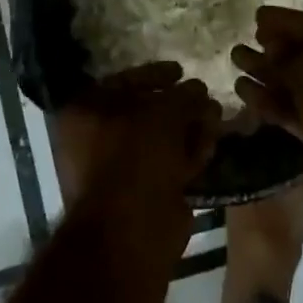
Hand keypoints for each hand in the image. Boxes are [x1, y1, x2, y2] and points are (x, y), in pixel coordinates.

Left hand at [53, 64, 219, 249]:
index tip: (181, 70)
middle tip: (206, 98)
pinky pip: (170, 164)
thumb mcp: (163, 113)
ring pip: (161, 139)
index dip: (155, 73)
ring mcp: (121, 169)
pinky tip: (210, 146)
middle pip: (145, 112)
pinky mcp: (145, 193)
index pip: (122, 82)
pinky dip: (189, 154)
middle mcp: (97, 139)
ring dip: (190, 127)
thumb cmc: (136, 158)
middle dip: (180, 104)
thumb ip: (183, 95)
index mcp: (85, 113)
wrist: (131, 232)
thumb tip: (198, 88)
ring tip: (216, 118)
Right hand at [231, 8, 302, 226]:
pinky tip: (242, 88)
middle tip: (246, 38)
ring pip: (296, 82)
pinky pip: (292, 109)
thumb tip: (271, 46)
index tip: (258, 17)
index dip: (288, 21)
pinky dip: (269, 99)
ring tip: (235, 58)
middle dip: (275, 47)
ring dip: (266, 71)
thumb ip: (288, 53)